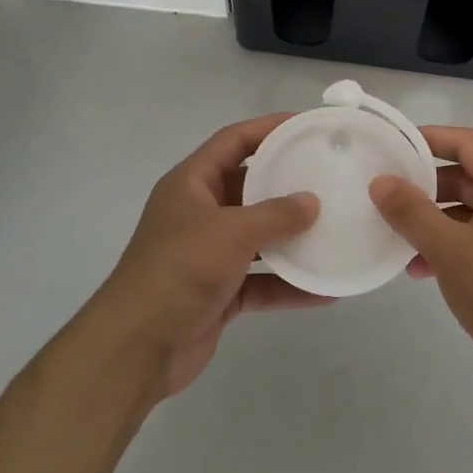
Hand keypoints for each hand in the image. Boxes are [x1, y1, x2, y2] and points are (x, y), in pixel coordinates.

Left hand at [96, 115, 328, 399]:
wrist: (138, 348)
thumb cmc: (180, 270)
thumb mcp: (230, 232)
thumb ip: (275, 215)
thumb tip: (312, 202)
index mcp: (192, 183)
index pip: (233, 141)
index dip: (267, 128)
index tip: (305, 125)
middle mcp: (200, 212)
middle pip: (249, 187)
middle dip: (286, 183)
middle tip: (328, 176)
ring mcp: (209, 254)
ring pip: (258, 236)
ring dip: (291, 237)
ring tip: (334, 228)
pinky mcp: (219, 291)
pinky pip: (261, 280)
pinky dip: (288, 284)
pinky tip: (324, 290)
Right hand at [371, 127, 472, 383]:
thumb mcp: (448, 249)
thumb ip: (411, 212)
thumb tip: (381, 181)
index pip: (468, 142)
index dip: (433, 137)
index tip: (397, 145)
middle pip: (469, 175)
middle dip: (428, 184)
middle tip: (393, 193)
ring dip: (436, 220)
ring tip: (402, 240)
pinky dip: (453, 245)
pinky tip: (425, 271)